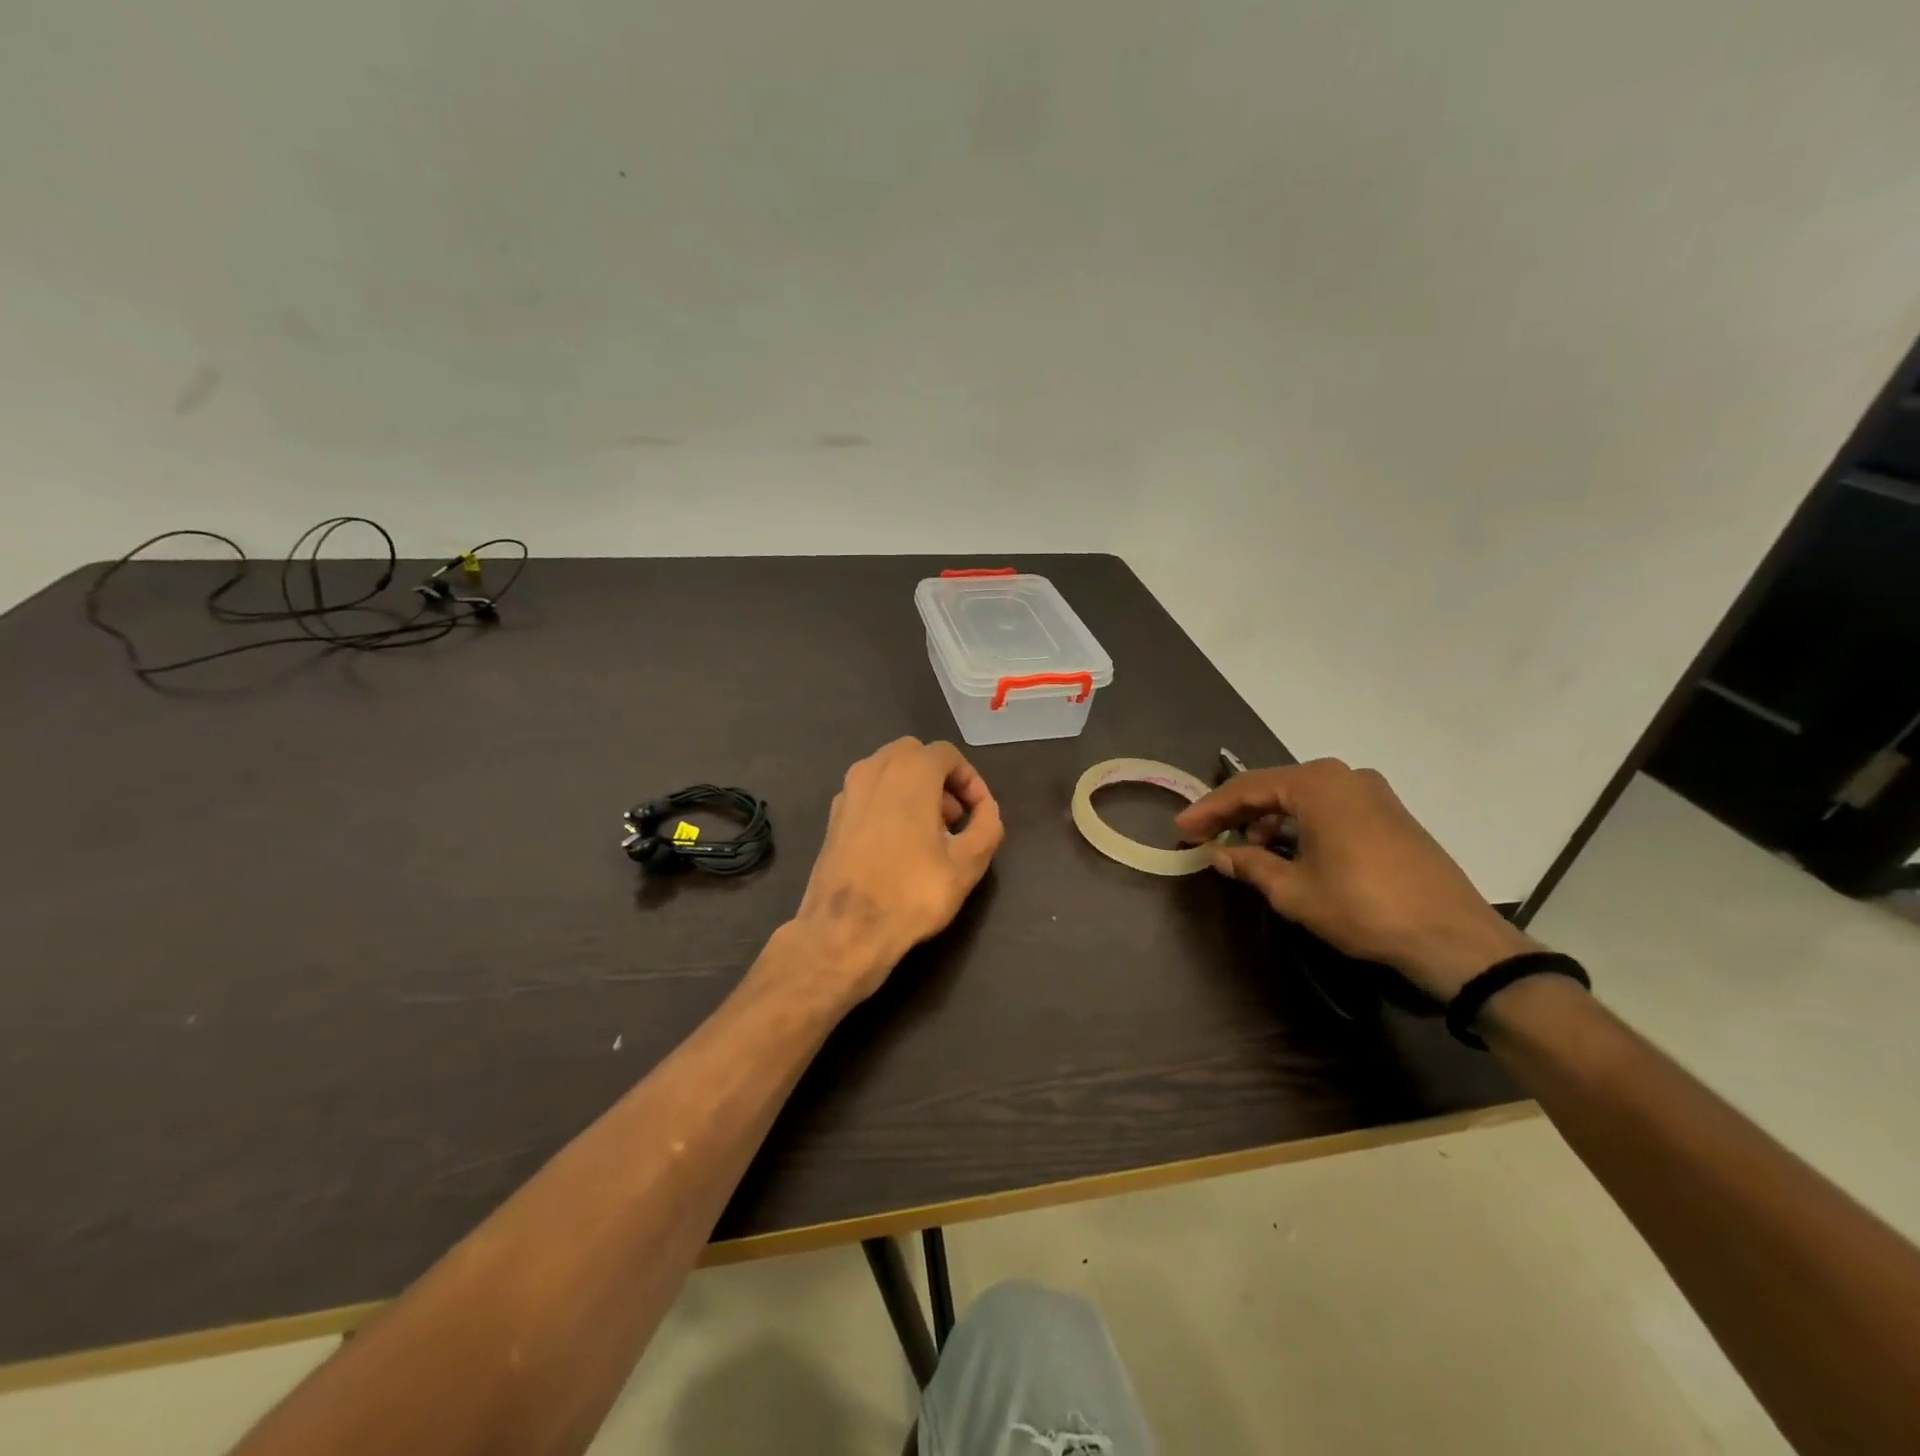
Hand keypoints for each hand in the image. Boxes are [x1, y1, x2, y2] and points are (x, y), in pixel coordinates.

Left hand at [789, 737, 1005, 1002]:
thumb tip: (986, 810)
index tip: (979, 813)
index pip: (947, 755)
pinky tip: (898, 844)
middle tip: (954, 819)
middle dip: (940, 780)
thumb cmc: (912, 892)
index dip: (970, 780)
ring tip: (929, 833)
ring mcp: (848, 791)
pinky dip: (888, 803)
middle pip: (915, 756)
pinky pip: (868, 793)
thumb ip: (987, 826)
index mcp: (910, 771)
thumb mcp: (968, 864)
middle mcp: (874, 769)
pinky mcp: (833, 816)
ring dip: (913, 789)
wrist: (845, 929)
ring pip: (888, 771)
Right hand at [1175, 758, 1534, 1000]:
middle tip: (1207, 837)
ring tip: (1247, 851)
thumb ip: (1250, 865)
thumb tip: (1221, 855)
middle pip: (1275, 788)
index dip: (1209, 810)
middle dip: (1238, 814)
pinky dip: (1301, 826)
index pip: (1247, 788)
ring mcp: (1373, 793)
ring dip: (1270, 821)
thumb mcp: (1294, 890)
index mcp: (1318, 784)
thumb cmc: (1363, 907)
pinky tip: (1289, 852)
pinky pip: (1330, 809)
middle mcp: (1345, 776)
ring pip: (1303, 799)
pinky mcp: (1390, 815)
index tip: (1181, 829)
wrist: (1453, 937)